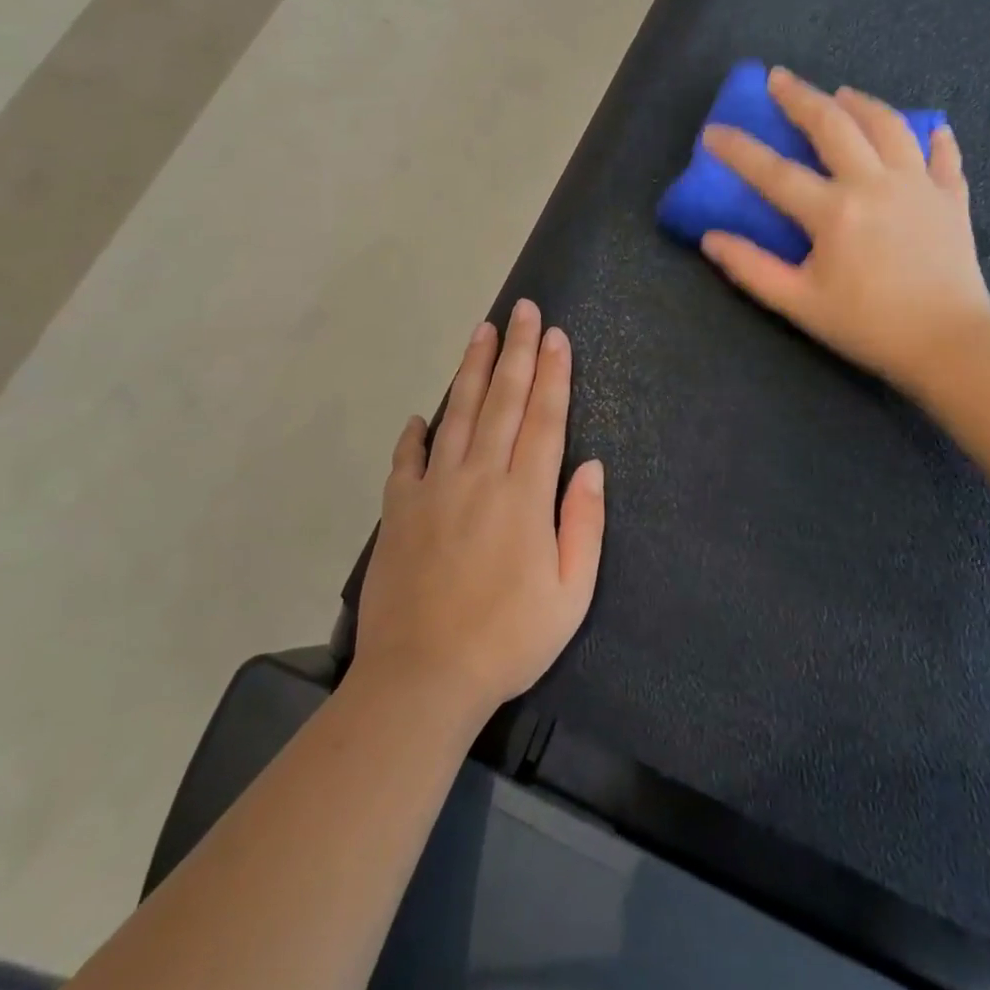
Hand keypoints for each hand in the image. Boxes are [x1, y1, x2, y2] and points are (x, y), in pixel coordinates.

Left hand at [356, 299, 606, 722]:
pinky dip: (415, 433)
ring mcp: (434, 489)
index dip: (553, 372)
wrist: (422, 679)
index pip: (544, 417)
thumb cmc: (508, 639)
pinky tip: (422, 415)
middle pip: (504, 401)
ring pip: (458, 414)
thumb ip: (583, 523)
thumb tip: (590, 466)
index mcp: (525, 495)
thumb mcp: (571, 593)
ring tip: (483, 333)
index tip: (556, 335)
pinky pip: (407, 459)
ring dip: (473, 371)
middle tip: (523, 310)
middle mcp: (480, 477)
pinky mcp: (399, 510)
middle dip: (518, 351)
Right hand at [700, 66, 989, 394]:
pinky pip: (942, 154)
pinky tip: (927, 130)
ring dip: (861, 103)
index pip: (774, 172)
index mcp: (834, 211)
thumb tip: (711, 238)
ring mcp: (918, 184)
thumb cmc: (868, 326)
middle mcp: (875, 183)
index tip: (713, 132)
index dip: (739, 150)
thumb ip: (752, 268)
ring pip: (888, 125)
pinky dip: (932, 137)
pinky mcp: (951, 197)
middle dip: (800, 97)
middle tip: (779, 78)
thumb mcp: (799, 304)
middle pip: (833, 125)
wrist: (949, 344)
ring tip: (842, 93)